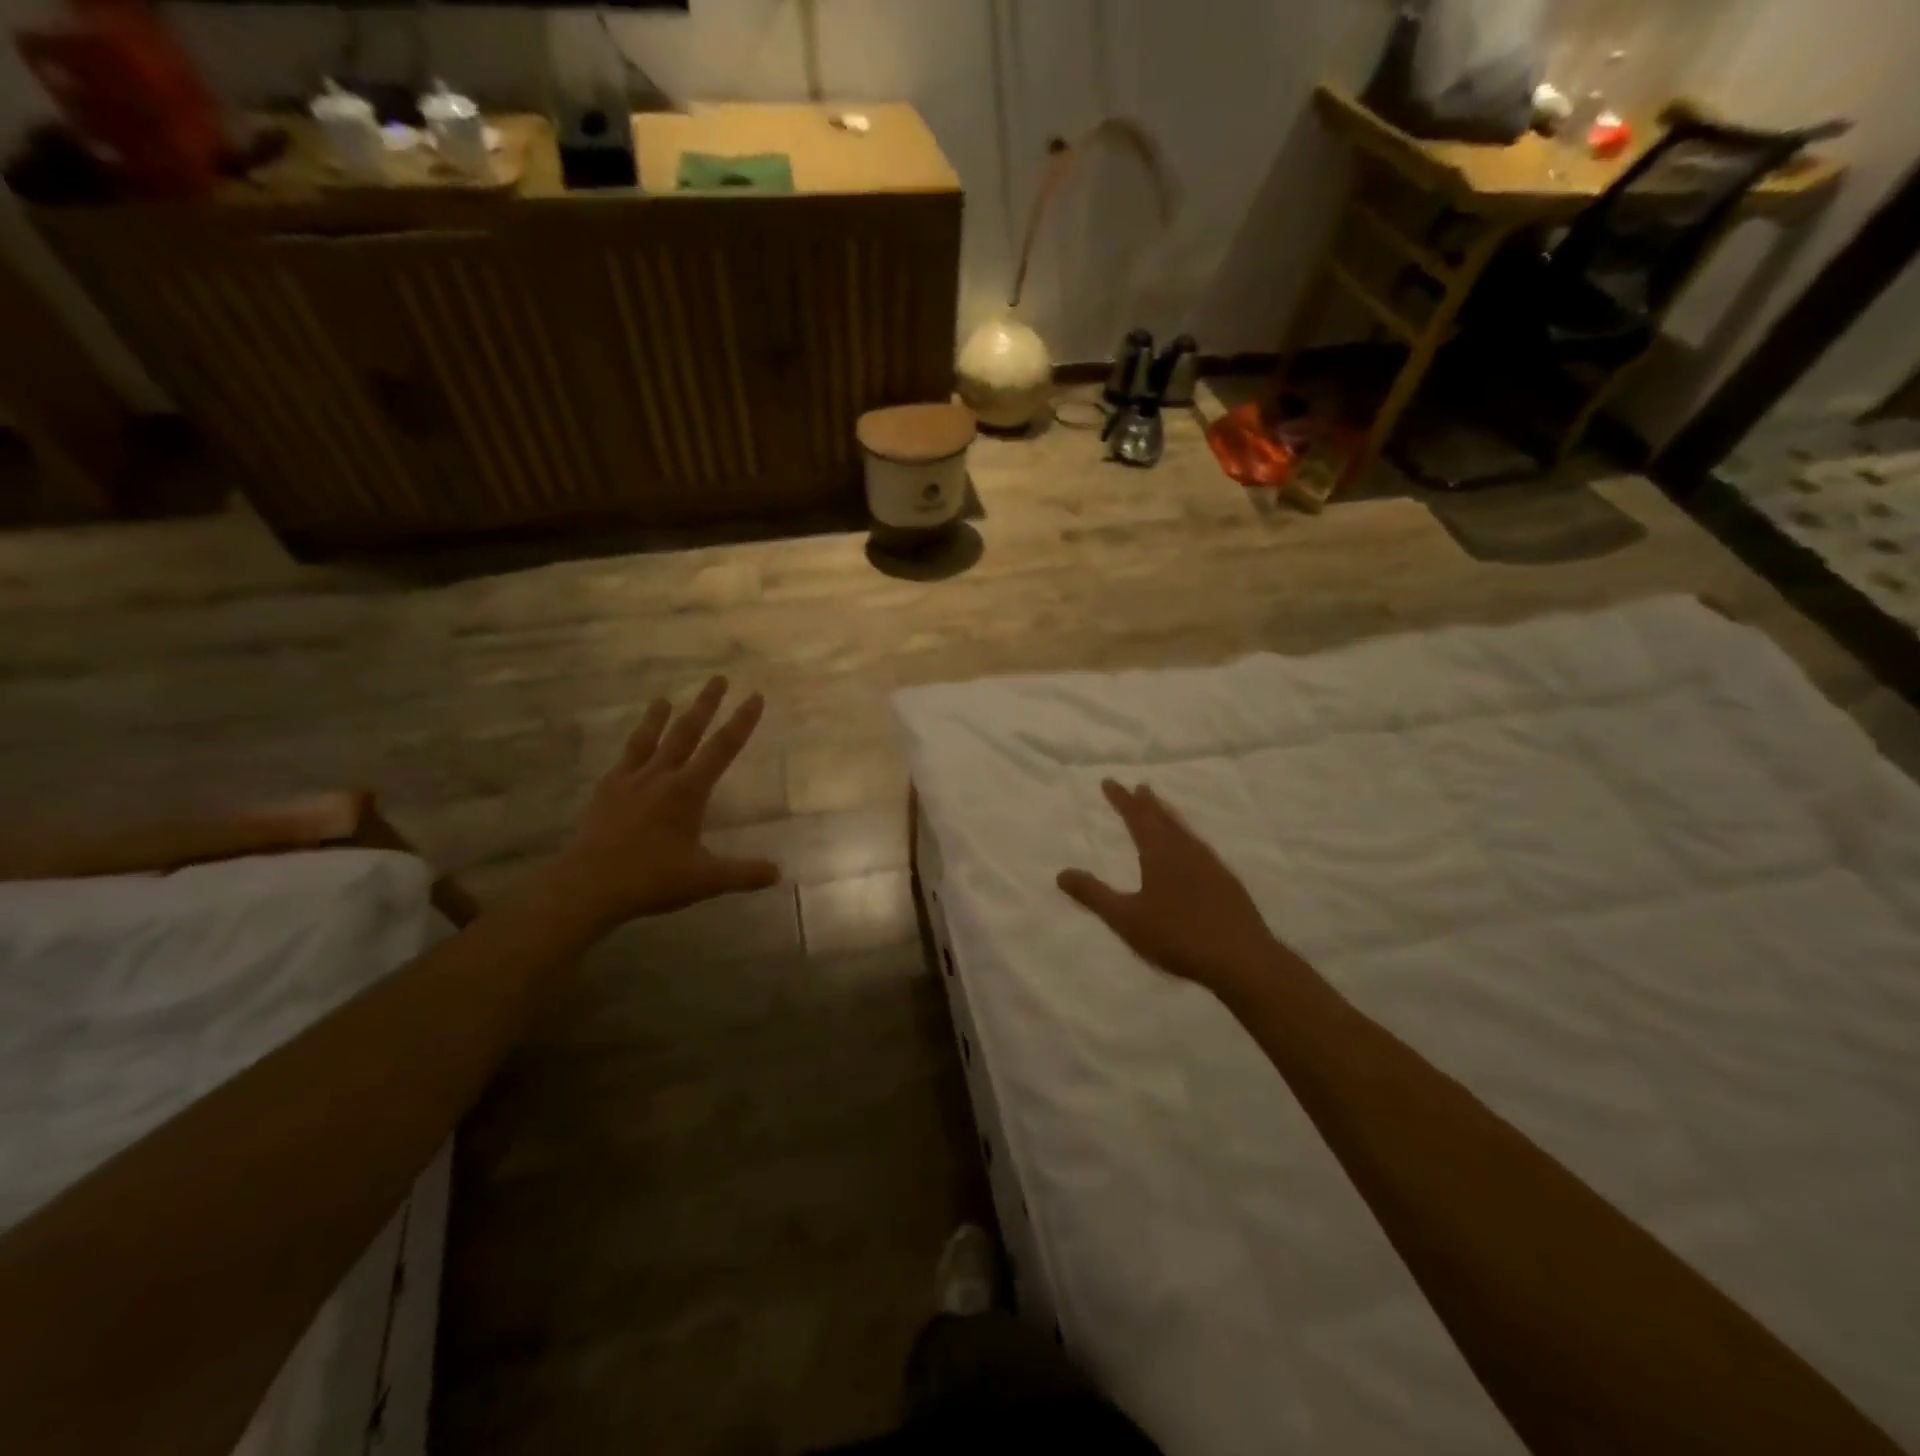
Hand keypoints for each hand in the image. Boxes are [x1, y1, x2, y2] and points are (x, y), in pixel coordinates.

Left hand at [551, 677, 780, 927]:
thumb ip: (743, 874)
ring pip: (648, 741)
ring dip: (658, 718)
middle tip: (718, 678)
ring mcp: (628, 783)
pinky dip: (631, 750)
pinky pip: (622, 762)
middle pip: (686, 733)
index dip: (741, 722)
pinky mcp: (605, 794)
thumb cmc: (651, 878)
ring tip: (663, 698)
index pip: (722, 749)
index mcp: (687, 791)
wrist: (587, 886)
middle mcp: (659, 777)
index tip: (755, 697)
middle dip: (706, 705)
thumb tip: (778, 873)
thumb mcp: (705, 879)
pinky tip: (630, 751)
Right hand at [1057, 780, 1297, 1001]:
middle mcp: (1186, 851)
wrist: (1241, 958)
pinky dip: (1188, 839)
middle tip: (1140, 787)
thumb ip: (1094, 895)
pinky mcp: (1227, 882)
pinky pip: (1201, 848)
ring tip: (1163, 811)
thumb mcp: (1126, 919)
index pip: (1137, 817)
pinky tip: (1193, 852)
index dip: (1122, 799)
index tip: (1109, 781)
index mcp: (1159, 853)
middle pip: (1163, 819)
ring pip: (1185, 831)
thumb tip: (1061, 873)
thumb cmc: (1177, 936)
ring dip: (1170, 817)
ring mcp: (1211, 865)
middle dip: (1148, 803)